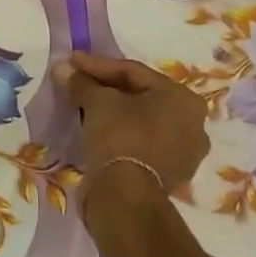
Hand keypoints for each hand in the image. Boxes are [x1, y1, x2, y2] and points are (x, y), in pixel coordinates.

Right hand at [58, 51, 209, 205]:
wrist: (126, 195)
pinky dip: (121, 134)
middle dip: (107, 88)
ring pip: (142, 121)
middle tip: (79, 82)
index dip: (98, 65)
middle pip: (141, 96)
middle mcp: (193, 123)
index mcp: (183, 98)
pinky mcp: (171, 174)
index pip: (133, 72)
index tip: (72, 62)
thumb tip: (62, 68)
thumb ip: (81, 82)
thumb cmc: (120, 136)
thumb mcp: (97, 102)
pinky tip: (98, 131)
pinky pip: (142, 143)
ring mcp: (185, 152)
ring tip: (85, 106)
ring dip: (114, 112)